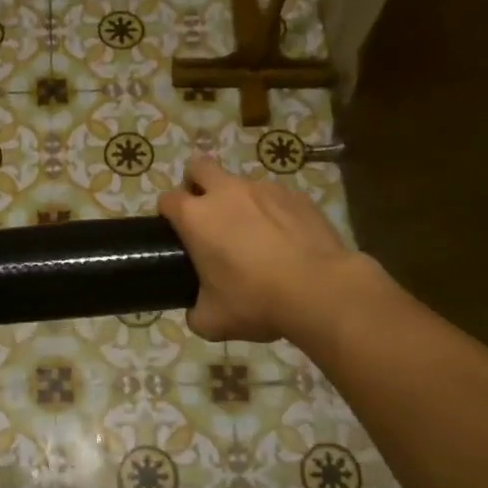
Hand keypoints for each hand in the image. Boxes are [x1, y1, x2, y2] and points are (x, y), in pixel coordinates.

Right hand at [157, 155, 378, 342]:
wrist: (320, 290)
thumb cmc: (256, 301)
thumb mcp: (212, 321)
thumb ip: (195, 311)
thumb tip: (197, 311)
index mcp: (196, 217)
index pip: (167, 199)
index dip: (167, 214)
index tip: (176, 233)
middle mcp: (226, 192)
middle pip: (199, 167)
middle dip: (196, 184)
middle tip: (207, 217)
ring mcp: (264, 189)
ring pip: (240, 183)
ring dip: (238, 201)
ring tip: (254, 235)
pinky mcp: (297, 195)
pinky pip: (275, 196)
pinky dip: (273, 212)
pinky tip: (285, 239)